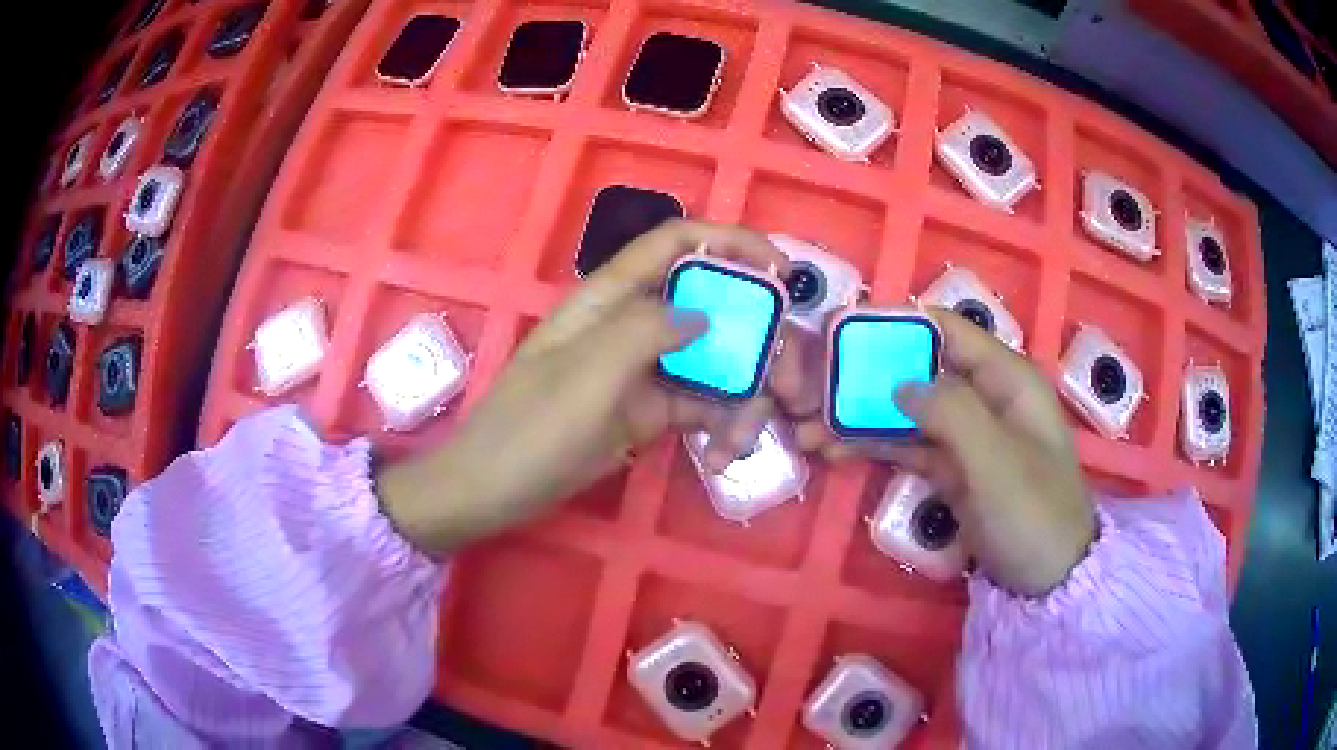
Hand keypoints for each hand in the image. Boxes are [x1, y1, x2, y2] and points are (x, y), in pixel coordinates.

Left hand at [377, 220, 787, 552]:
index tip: (782, 273)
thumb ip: (645, 331)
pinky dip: (721, 424)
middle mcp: (632, 323)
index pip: (677, 244)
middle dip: (758, 339)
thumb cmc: (529, 430)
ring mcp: (642, 369)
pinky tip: (724, 453)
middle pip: (712, 306)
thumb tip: (703, 313)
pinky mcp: (647, 412)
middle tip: (791, 383)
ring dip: (743, 393)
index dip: (732, 243)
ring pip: (713, 360)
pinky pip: (700, 405)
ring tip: (746, 438)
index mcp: (610, 298)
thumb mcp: (586, 376)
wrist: (493, 491)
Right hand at [772, 308, 1093, 595]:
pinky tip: (832, 452)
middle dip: (863, 377)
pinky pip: (906, 446)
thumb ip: (952, 413)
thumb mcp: (996, 462)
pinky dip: (871, 446)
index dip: (895, 325)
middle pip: (917, 369)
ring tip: (805, 429)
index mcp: (1006, 378)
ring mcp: (966, 434)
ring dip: (857, 416)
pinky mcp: (951, 469)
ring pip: (905, 410)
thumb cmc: (1034, 514)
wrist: (1049, 581)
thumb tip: (899, 382)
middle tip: (808, 391)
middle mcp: (984, 396)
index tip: (840, 332)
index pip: (946, 330)